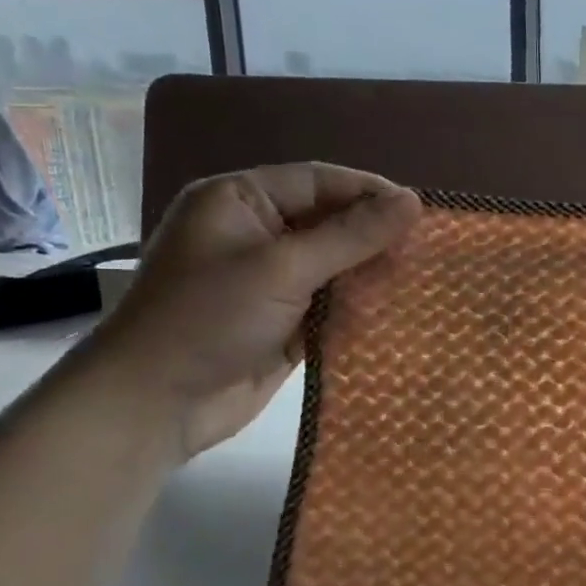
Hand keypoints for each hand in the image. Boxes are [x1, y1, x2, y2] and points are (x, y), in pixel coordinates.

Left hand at [74, 164, 420, 460]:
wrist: (155, 404)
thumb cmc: (210, 318)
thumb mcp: (283, 267)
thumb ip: (351, 235)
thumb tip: (413, 201)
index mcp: (241, 201)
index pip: (319, 181)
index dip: (370, 192)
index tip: (422, 211)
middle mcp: (256, 234)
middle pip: (330, 221)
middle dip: (376, 234)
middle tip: (430, 248)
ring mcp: (270, 280)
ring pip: (335, 265)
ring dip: (373, 272)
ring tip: (425, 277)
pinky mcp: (284, 321)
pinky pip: (332, 304)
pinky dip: (360, 307)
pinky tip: (399, 309)